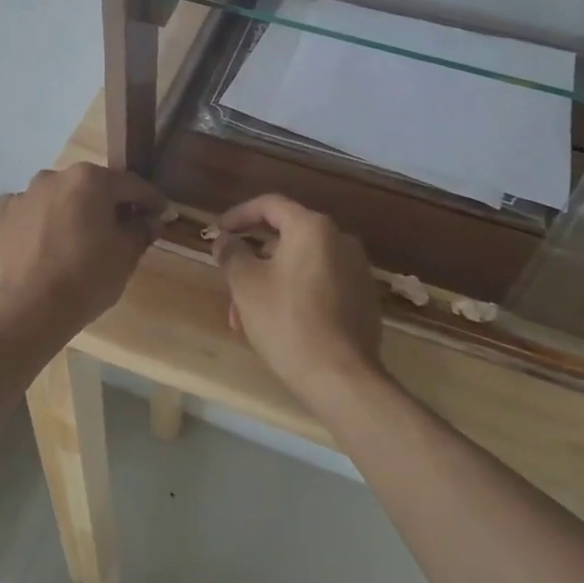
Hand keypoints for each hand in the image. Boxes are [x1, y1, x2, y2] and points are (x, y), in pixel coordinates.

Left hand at [0, 164, 164, 330]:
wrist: (26, 311)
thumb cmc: (85, 279)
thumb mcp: (125, 256)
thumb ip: (141, 230)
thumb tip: (150, 220)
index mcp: (90, 179)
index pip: (131, 185)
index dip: (151, 200)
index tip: (162, 214)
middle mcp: (55, 177)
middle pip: (92, 187)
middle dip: (108, 205)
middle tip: (121, 230)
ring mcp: (24, 194)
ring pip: (58, 198)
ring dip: (72, 212)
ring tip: (77, 242)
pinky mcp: (1, 216)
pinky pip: (30, 214)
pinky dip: (41, 224)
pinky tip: (45, 248)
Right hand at [213, 194, 383, 412]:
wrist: (341, 377)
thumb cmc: (287, 321)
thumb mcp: (246, 285)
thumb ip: (232, 253)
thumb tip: (225, 239)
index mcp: (312, 228)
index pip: (270, 205)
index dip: (239, 214)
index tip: (220, 231)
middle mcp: (340, 239)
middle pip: (287, 237)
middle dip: (253, 259)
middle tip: (230, 281)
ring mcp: (357, 269)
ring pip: (302, 264)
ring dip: (271, 281)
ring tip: (246, 316)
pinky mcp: (364, 298)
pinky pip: (321, 283)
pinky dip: (296, 293)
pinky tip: (278, 323)